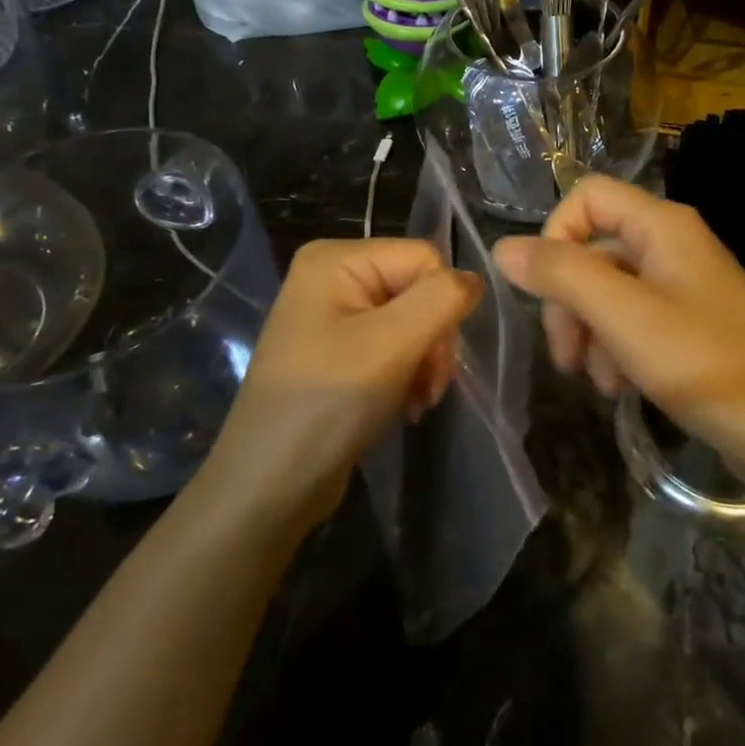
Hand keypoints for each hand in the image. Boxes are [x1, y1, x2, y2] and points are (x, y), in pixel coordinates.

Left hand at [209, 239, 483, 528]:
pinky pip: (393, 344)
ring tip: (418, 402)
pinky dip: (408, 373)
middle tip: (430, 388)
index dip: (443, 305)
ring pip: (412, 319)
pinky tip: (405, 404)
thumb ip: (442, 300)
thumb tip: (476, 279)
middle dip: (434, 339)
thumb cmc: (326, 405)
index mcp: (336, 258)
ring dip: (425, 361)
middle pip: (418, 288)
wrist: (268, 487)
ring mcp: (333, 313)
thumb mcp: (391, 346)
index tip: (437, 362)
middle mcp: (333, 275)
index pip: (423, 258)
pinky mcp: (338, 349)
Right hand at [493, 176, 744, 485]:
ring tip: (598, 382)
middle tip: (565, 356)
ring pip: (608, 287)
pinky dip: (616, 346)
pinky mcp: (689, 320)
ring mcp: (682, 282)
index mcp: (661, 225)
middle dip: (569, 299)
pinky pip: (633, 317)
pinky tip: (619, 387)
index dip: (555, 235)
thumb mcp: (622, 316)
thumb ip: (561, 275)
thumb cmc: (704, 363)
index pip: (586, 197)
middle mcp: (671, 242)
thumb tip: (503, 247)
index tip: (543, 289)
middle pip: (593, 247)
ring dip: (590, 331)